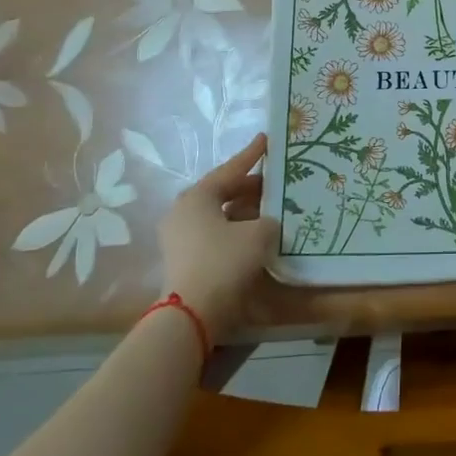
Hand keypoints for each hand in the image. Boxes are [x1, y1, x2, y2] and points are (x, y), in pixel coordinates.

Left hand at [157, 134, 278, 339]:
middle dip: (250, 187)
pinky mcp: (184, 260)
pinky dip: (236, 231)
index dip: (252, 155)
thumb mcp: (258, 234)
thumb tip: (266, 223)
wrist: (191, 315)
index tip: (266, 140)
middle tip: (275, 181)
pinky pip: (215, 235)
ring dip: (244, 211)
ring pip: (219, 215)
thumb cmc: (224, 262)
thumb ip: (268, 220)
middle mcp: (183, 212)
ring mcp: (180, 237)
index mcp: (197, 196)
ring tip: (271, 208)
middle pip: (222, 192)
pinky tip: (256, 235)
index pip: (230, 169)